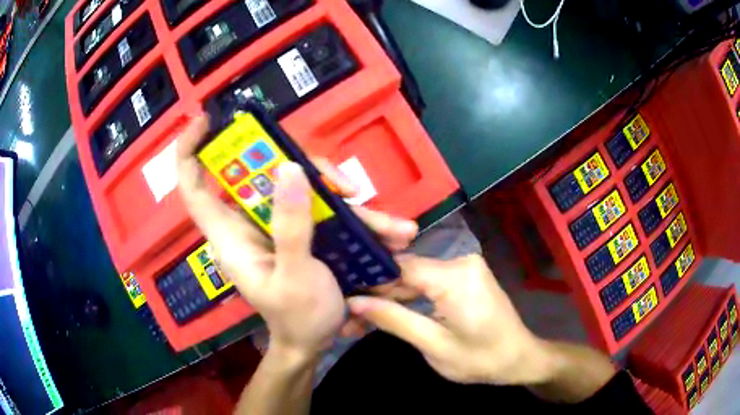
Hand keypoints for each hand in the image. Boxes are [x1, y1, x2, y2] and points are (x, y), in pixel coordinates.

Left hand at [176, 115, 417, 356]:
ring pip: (297, 183)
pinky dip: (353, 213)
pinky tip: (388, 230)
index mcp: (230, 236)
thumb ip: (290, 226)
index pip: (194, 187)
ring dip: (339, 195)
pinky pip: (320, 203)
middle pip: (260, 173)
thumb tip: (288, 167)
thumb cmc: (297, 318)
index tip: (205, 121)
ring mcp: (276, 223)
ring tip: (386, 224)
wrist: (315, 341)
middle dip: (300, 167)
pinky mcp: (299, 228)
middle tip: (341, 184)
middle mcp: (249, 222)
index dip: (190, 152)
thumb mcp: (295, 277)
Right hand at [348, 254, 553, 384]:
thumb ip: (394, 320)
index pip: (399, 267)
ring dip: (390, 298)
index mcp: (455, 277)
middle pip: (405, 272)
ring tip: (359, 318)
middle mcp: (459, 261)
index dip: (367, 280)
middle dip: (376, 295)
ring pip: (414, 278)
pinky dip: (409, 298)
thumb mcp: (433, 346)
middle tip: (347, 316)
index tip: (340, 295)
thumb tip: (354, 302)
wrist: (519, 357)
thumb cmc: (480, 359)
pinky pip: (428, 282)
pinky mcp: (464, 275)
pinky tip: (387, 311)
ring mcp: (463, 266)